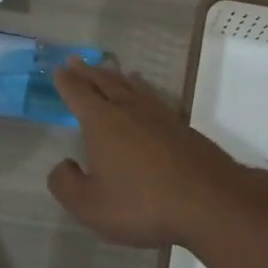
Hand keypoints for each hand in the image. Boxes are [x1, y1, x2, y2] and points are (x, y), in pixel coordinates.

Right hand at [47, 60, 267, 248]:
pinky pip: (153, 99)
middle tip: (76, 61)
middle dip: (88, 72)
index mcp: (102, 122)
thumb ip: (67, 185)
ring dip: (116, 78)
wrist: (208, 200)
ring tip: (108, 70)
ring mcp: (159, 115)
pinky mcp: (181, 127)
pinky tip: (145, 96)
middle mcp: (129, 110)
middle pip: (105, 83)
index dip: (67, 83)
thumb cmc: (142, 203)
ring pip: (132, 88)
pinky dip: (142, 91)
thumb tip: (62, 165)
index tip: (59, 71)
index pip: (79, 94)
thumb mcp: (90, 206)